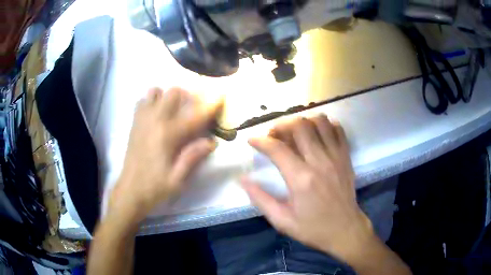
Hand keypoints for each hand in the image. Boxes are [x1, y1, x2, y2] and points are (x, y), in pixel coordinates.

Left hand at [110, 87, 220, 223]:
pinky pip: (142, 101)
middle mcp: (154, 121)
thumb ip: (193, 157)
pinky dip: (152, 101)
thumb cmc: (155, 187)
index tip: (221, 95)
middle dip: (188, 96)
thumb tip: (211, 141)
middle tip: (195, 108)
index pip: (194, 115)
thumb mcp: (177, 179)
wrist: (130, 191)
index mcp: (167, 135)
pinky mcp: (134, 123)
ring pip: (155, 91)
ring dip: (167, 96)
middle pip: (173, 93)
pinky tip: (157, 114)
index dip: (210, 105)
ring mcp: (142, 120)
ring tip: (174, 109)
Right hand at [242, 115, 373, 261]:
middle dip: (281, 126)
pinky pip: (337, 129)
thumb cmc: (312, 228)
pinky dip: (325, 125)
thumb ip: (260, 198)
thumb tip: (242, 179)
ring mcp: (336, 156)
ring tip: (295, 132)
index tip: (252, 140)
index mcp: (301, 179)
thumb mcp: (281, 220)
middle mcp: (319, 162)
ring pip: (320, 121)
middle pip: (299, 126)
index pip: (277, 148)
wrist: (345, 230)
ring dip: (303, 122)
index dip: (260, 141)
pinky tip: (317, 134)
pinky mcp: (346, 156)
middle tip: (274, 136)